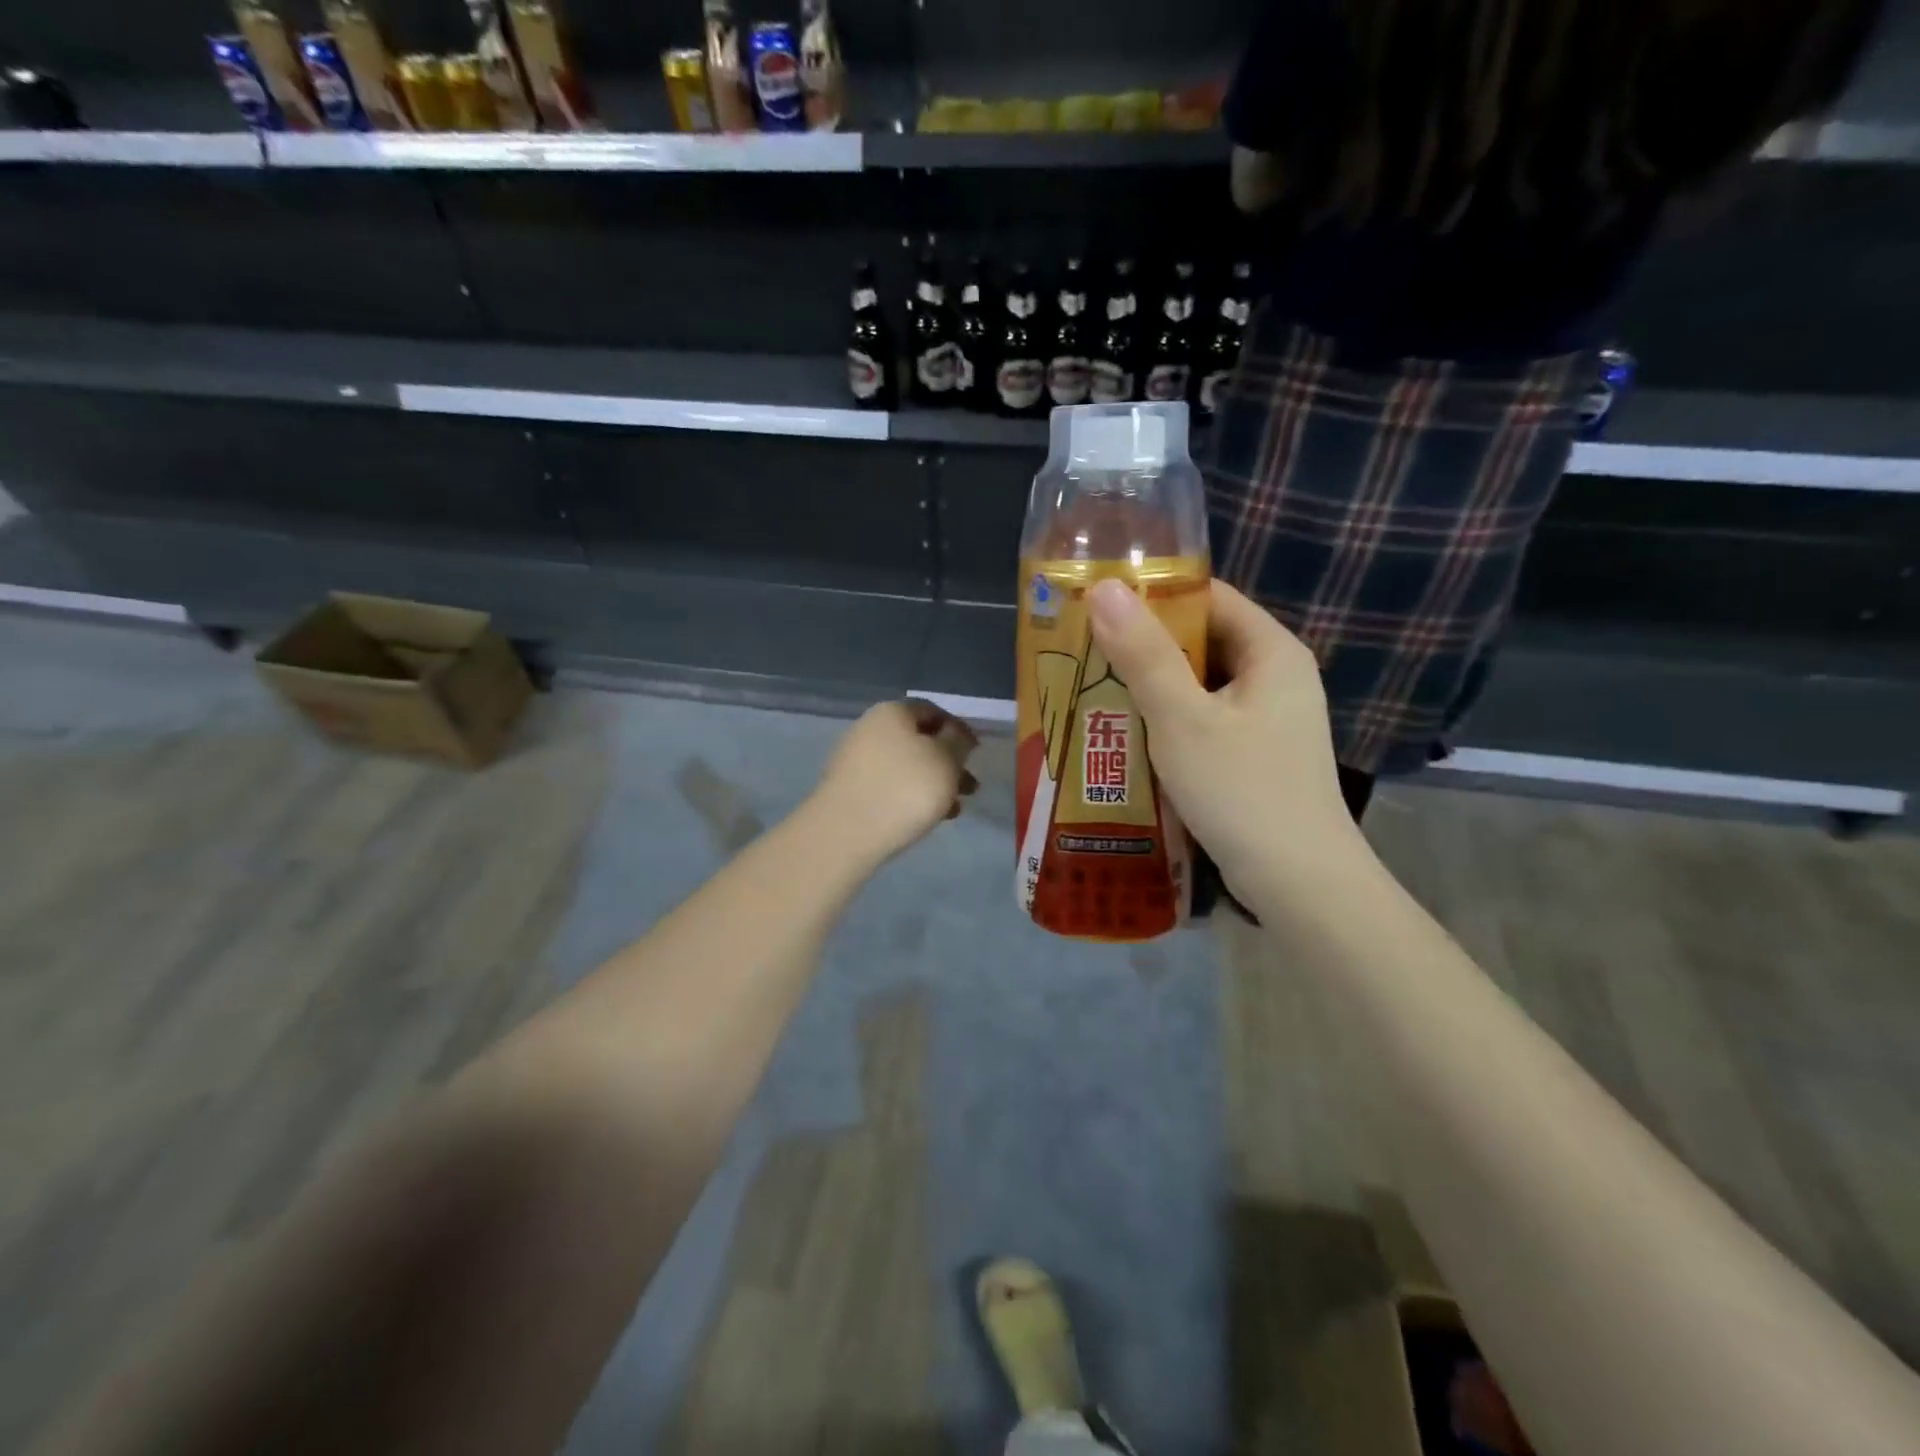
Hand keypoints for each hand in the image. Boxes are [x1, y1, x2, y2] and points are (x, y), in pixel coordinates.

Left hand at [810, 699, 978, 864]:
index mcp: (893, 711)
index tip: (977, 755)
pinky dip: (910, 797)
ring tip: (953, 809)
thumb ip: (958, 742)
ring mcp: (856, 760)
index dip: (959, 730)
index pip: (933, 711)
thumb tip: (956, 734)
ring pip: (906, 766)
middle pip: (919, 740)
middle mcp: (870, 728)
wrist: (845, 833)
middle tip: (970, 788)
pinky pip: (889, 786)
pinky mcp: (849, 790)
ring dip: (933, 783)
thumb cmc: (904, 789)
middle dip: (948, 763)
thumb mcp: (947, 760)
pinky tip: (925, 818)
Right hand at [1087, 578, 1368, 907]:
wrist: (1298, 882)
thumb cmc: (1241, 790)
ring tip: (1093, 689)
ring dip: (1151, 687)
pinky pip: (1205, 719)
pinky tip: (1128, 734)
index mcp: (1271, 650)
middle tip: (1085, 651)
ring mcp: (1269, 718)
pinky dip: (1169, 720)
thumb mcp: (1182, 718)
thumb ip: (1143, 653)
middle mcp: (1276, 675)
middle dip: (1144, 646)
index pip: (1209, 597)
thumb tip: (1104, 587)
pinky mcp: (1257, 753)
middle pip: (1202, 641)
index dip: (1154, 595)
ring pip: (1200, 684)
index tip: (1099, 605)